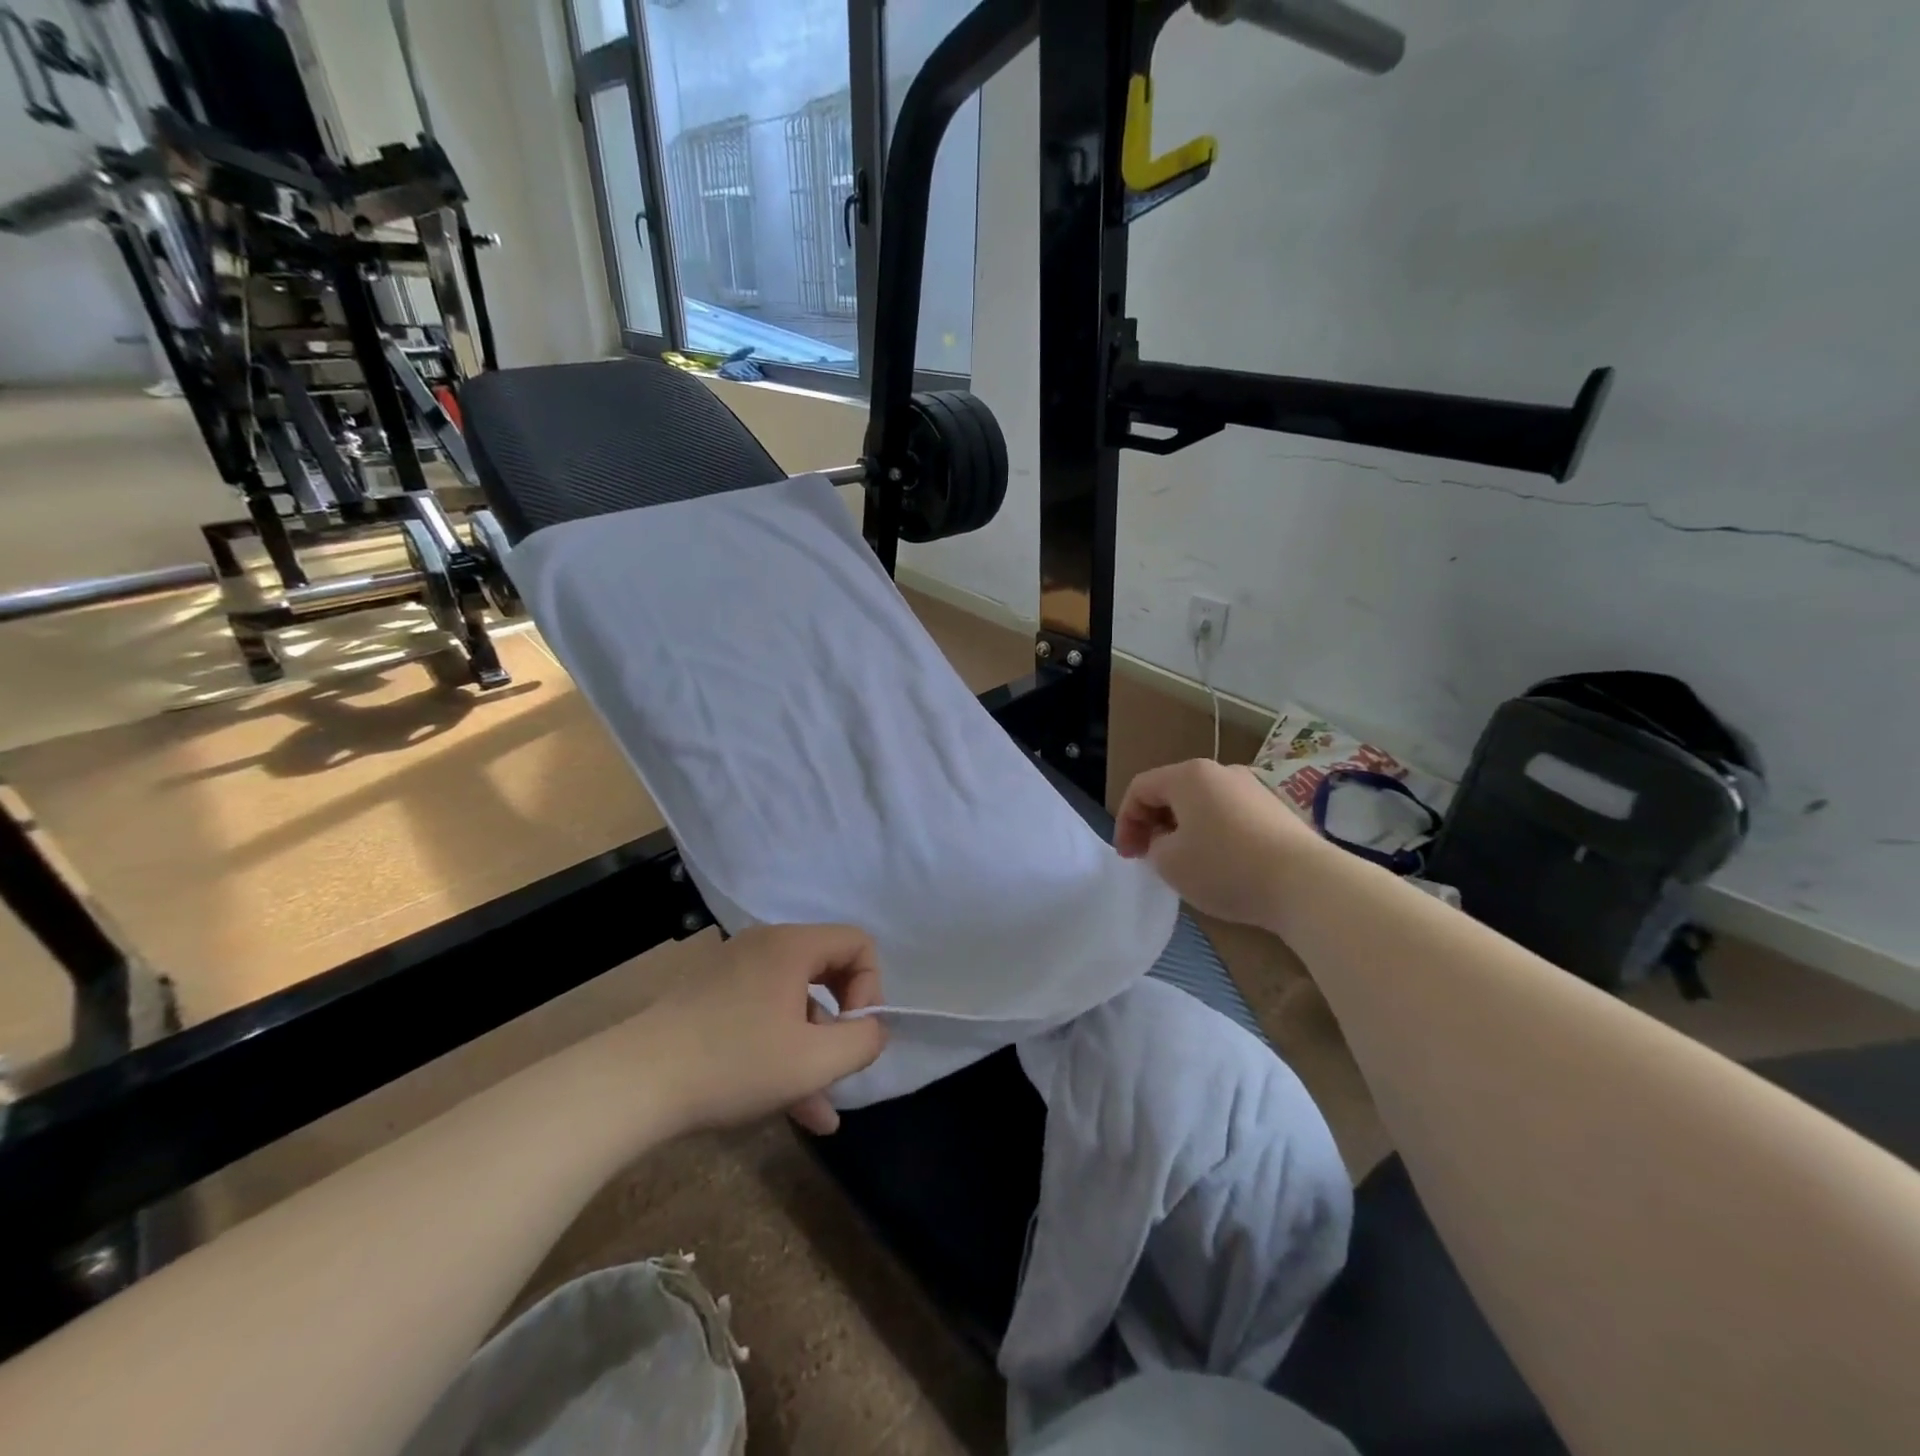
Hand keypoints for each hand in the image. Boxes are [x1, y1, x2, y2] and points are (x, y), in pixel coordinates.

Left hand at [633, 924, 886, 1137]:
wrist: (633, 1083)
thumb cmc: (734, 1063)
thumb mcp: (814, 1061)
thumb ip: (862, 1042)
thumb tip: (873, 1030)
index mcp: (792, 945)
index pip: (857, 944)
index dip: (871, 989)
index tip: (855, 1035)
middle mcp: (765, 946)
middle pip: (827, 972)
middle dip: (842, 1023)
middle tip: (841, 1063)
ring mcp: (734, 972)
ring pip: (793, 1004)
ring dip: (813, 1050)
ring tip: (820, 1110)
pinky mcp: (711, 1000)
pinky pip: (763, 1015)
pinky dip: (782, 1050)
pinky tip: (792, 1109)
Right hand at [1115, 759, 1323, 927]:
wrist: (1306, 883)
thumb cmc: (1225, 867)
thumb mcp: (1169, 863)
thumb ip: (1153, 847)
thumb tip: (1167, 841)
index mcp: (1189, 775)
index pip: (1140, 788)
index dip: (1125, 821)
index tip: (1127, 856)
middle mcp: (1221, 772)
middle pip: (1172, 792)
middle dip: (1153, 824)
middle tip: (1149, 857)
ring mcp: (1253, 788)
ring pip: (1203, 804)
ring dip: (1184, 830)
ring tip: (1184, 863)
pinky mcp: (1276, 810)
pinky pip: (1230, 816)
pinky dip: (1214, 835)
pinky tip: (1220, 865)